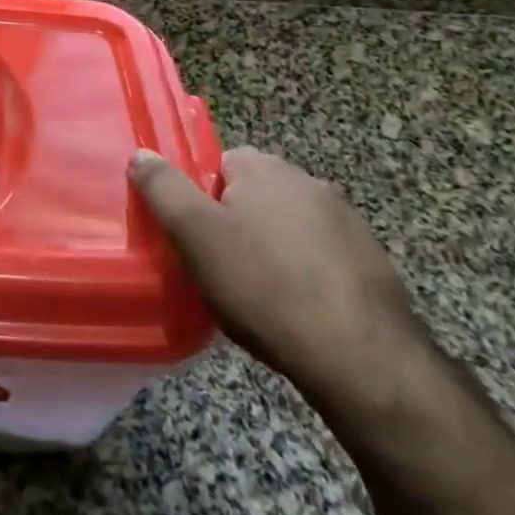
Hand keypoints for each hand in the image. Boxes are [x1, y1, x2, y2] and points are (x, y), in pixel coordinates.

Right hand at [130, 146, 426, 419]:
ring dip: (273, 250)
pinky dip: (306, 275)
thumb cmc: (265, 288)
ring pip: (288, 227)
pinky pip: (321, 258)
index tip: (195, 238)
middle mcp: (308, 181)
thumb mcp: (195, 236)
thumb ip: (163, 188)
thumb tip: (141, 154)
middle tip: (219, 268)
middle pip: (254, 195)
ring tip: (259, 296)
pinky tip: (298, 311)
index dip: (201, 200)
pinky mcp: (373, 262)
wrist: (364, 360)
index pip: (218, 165)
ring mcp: (348, 222)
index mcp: (264, 168)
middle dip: (236, 224)